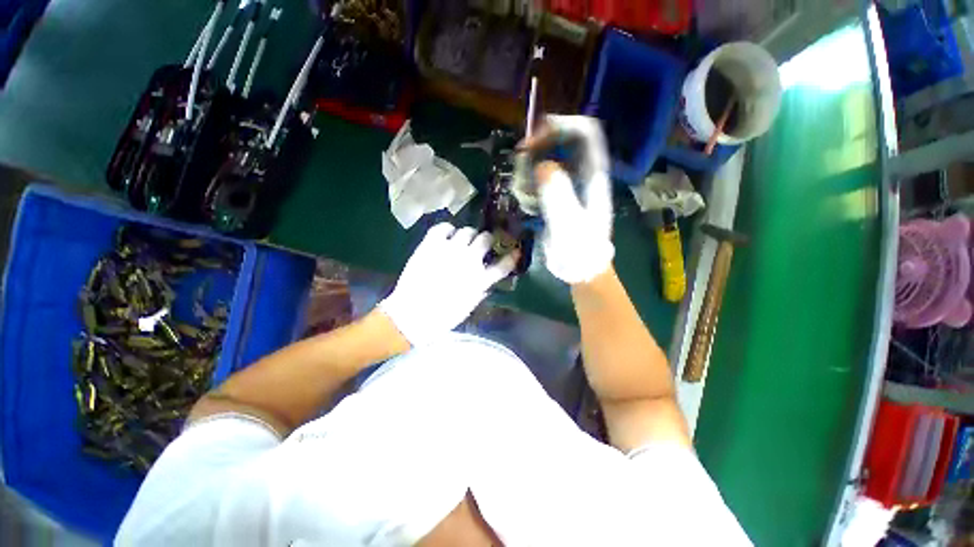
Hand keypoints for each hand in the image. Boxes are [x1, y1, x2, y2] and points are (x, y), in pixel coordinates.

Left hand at [379, 223, 517, 345]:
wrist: (412, 314)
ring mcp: (450, 250)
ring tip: (463, 240)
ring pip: (467, 231)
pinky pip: (444, 227)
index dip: (511, 256)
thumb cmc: (442, 317)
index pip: (503, 264)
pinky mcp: (431, 244)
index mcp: (480, 279)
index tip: (515, 251)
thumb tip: (487, 282)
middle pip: (485, 239)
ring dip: (468, 235)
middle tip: (481, 244)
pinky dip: (448, 229)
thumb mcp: (469, 307)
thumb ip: (481, 291)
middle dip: (486, 240)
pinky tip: (447, 236)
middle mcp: (469, 260)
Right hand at [526, 115, 613, 284]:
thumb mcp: (569, 224)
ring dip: (530, 172)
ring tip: (527, 196)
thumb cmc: (580, 250)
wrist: (580, 268)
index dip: (561, 125)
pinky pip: (538, 180)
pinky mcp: (556, 196)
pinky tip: (528, 205)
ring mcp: (567, 185)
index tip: (535, 137)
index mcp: (593, 175)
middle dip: (538, 148)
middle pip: (561, 142)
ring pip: (546, 160)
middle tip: (521, 163)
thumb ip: (558, 195)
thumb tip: (543, 166)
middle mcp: (581, 174)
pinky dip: (528, 187)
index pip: (584, 133)